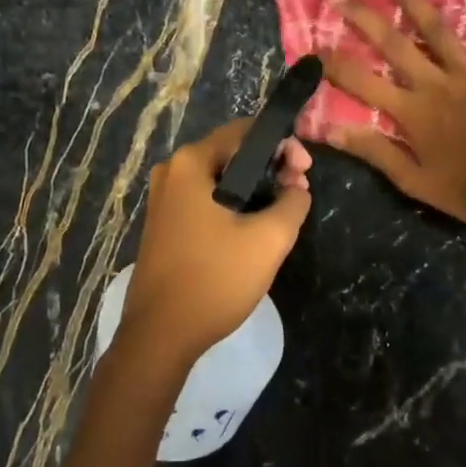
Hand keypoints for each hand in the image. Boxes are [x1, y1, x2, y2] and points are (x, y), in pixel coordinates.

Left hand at [119, 118, 312, 367]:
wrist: (161, 335)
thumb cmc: (215, 279)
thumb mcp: (269, 239)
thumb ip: (293, 203)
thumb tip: (296, 189)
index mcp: (190, 163)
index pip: (246, 131)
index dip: (283, 145)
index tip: (305, 173)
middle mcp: (171, 172)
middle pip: (231, 152)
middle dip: (270, 166)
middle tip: (299, 191)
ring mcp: (163, 199)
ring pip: (219, 178)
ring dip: (254, 187)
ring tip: (283, 210)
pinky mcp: (164, 224)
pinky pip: (205, 199)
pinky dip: (233, 204)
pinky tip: (252, 227)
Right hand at [318, 0, 465, 229]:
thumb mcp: (414, 182)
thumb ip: (375, 152)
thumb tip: (330, 131)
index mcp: (412, 112)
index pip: (362, 81)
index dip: (334, 63)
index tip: (312, 47)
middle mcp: (436, 84)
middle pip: (394, 43)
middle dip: (363, 18)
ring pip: (438, 30)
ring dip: (414, 2)